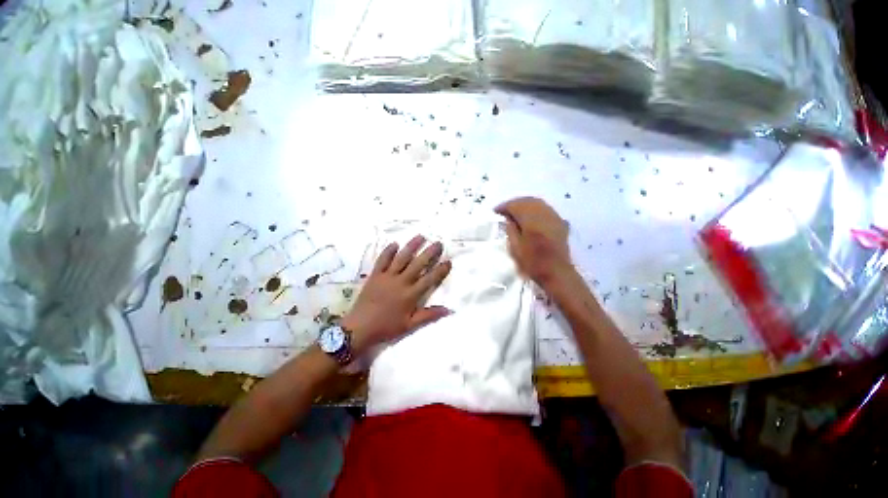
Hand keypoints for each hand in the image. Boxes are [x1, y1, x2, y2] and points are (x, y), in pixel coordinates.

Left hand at [342, 235, 451, 352]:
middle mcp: (401, 282)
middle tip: (439, 243)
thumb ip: (429, 315)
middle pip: (418, 264)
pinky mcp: (375, 275)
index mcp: (411, 295)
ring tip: (421, 236)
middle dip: (430, 252)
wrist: (359, 328)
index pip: (430, 279)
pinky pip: (383, 260)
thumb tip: (448, 309)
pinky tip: (395, 244)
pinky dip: (388, 251)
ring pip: (402, 257)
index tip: (448, 261)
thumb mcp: (410, 325)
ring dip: (412, 246)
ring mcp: (387, 276)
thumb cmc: (386, 327)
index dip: (440, 270)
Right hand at [495, 197, 572, 287]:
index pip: (515, 205)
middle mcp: (544, 214)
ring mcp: (554, 217)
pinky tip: (530, 216)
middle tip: (504, 211)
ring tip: (515, 212)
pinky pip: (546, 209)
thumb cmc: (533, 263)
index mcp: (532, 221)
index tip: (495, 212)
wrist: (557, 273)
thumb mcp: (515, 248)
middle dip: (514, 203)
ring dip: (525, 205)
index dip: (504, 207)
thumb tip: (508, 218)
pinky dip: (535, 209)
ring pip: (538, 203)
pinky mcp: (560, 223)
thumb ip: (511, 230)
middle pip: (527, 201)